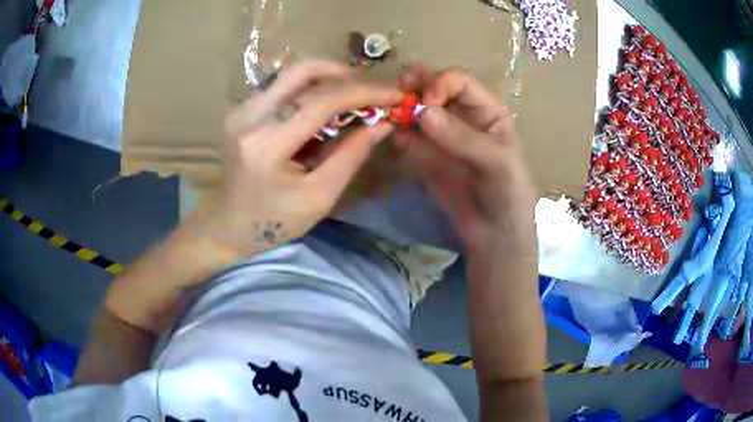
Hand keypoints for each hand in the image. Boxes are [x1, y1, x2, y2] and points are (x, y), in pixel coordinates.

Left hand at [199, 61, 400, 255]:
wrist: (227, 225)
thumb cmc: (274, 221)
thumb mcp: (319, 196)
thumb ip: (351, 155)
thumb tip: (383, 122)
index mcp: (267, 145)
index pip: (321, 100)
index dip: (364, 92)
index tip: (395, 94)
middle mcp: (249, 116)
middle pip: (302, 71)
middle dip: (346, 74)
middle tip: (372, 90)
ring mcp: (241, 109)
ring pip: (292, 73)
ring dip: (329, 77)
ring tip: (354, 95)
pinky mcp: (241, 109)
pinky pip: (282, 85)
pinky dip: (311, 87)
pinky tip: (326, 104)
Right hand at [400, 65, 537, 253]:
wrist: (495, 234)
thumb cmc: (509, 193)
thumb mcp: (496, 163)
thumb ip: (462, 138)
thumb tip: (423, 113)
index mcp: (486, 110)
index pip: (459, 83)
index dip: (440, 84)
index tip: (426, 102)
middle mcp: (461, 117)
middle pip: (434, 90)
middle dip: (415, 87)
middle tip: (397, 91)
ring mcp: (441, 136)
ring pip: (417, 112)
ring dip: (401, 109)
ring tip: (387, 113)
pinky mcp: (426, 157)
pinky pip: (408, 139)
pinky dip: (398, 135)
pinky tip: (394, 138)